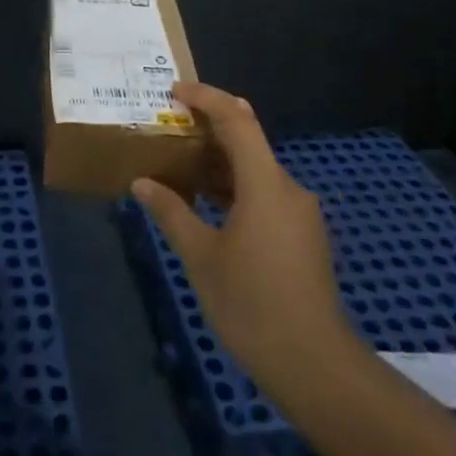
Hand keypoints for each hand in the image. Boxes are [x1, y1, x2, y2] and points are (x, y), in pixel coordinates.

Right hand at [133, 82, 354, 404]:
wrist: (314, 363)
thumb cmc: (251, 304)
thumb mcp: (201, 257)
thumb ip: (171, 213)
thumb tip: (142, 184)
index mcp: (265, 183)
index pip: (237, 120)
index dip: (207, 98)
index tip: (175, 92)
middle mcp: (289, 188)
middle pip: (249, 142)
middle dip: (211, 129)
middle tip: (172, 128)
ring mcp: (301, 214)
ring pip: (258, 171)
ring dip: (222, 164)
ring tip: (183, 167)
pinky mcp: (304, 237)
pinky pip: (267, 195)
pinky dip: (237, 189)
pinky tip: (212, 208)